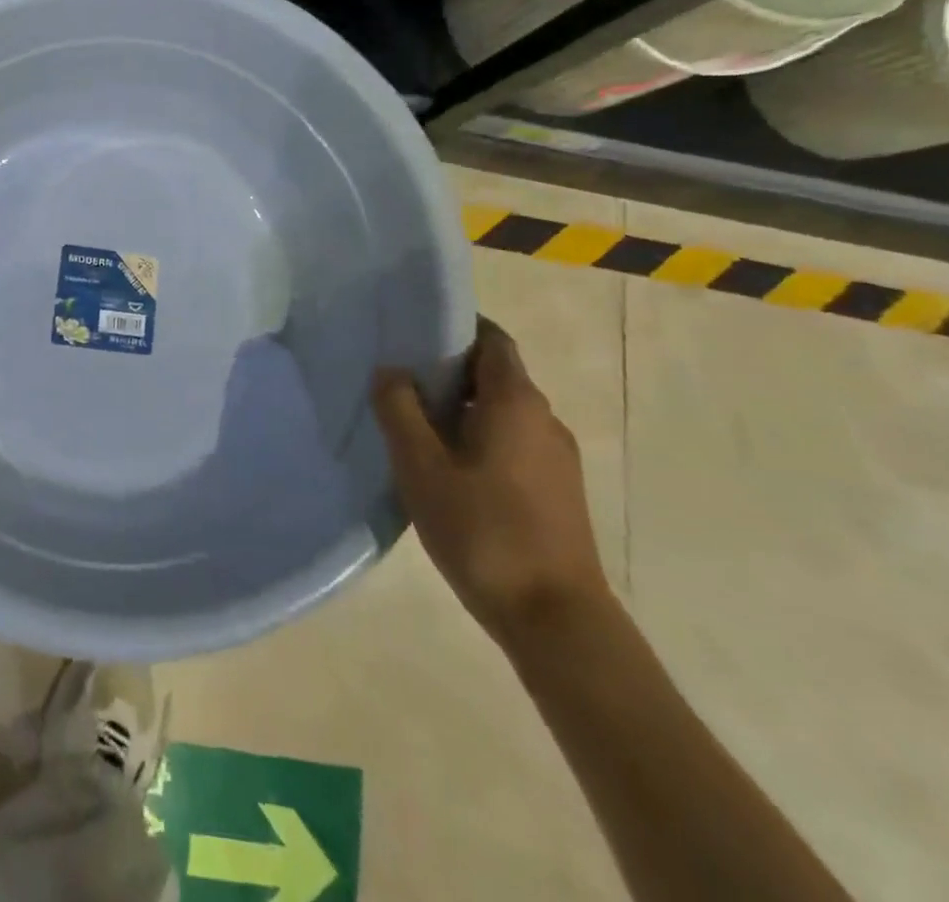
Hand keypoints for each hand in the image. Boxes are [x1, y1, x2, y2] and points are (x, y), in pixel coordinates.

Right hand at [372, 318, 609, 652]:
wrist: (556, 621)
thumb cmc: (484, 531)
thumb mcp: (421, 466)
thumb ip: (399, 410)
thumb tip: (391, 370)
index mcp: (516, 401)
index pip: (491, 338)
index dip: (454, 327)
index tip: (412, 333)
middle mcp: (543, 419)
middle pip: (494, 374)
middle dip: (447, 370)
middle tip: (398, 382)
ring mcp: (556, 458)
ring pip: (501, 412)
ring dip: (460, 409)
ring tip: (414, 427)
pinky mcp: (557, 491)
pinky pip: (512, 443)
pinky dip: (478, 439)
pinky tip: (447, 470)